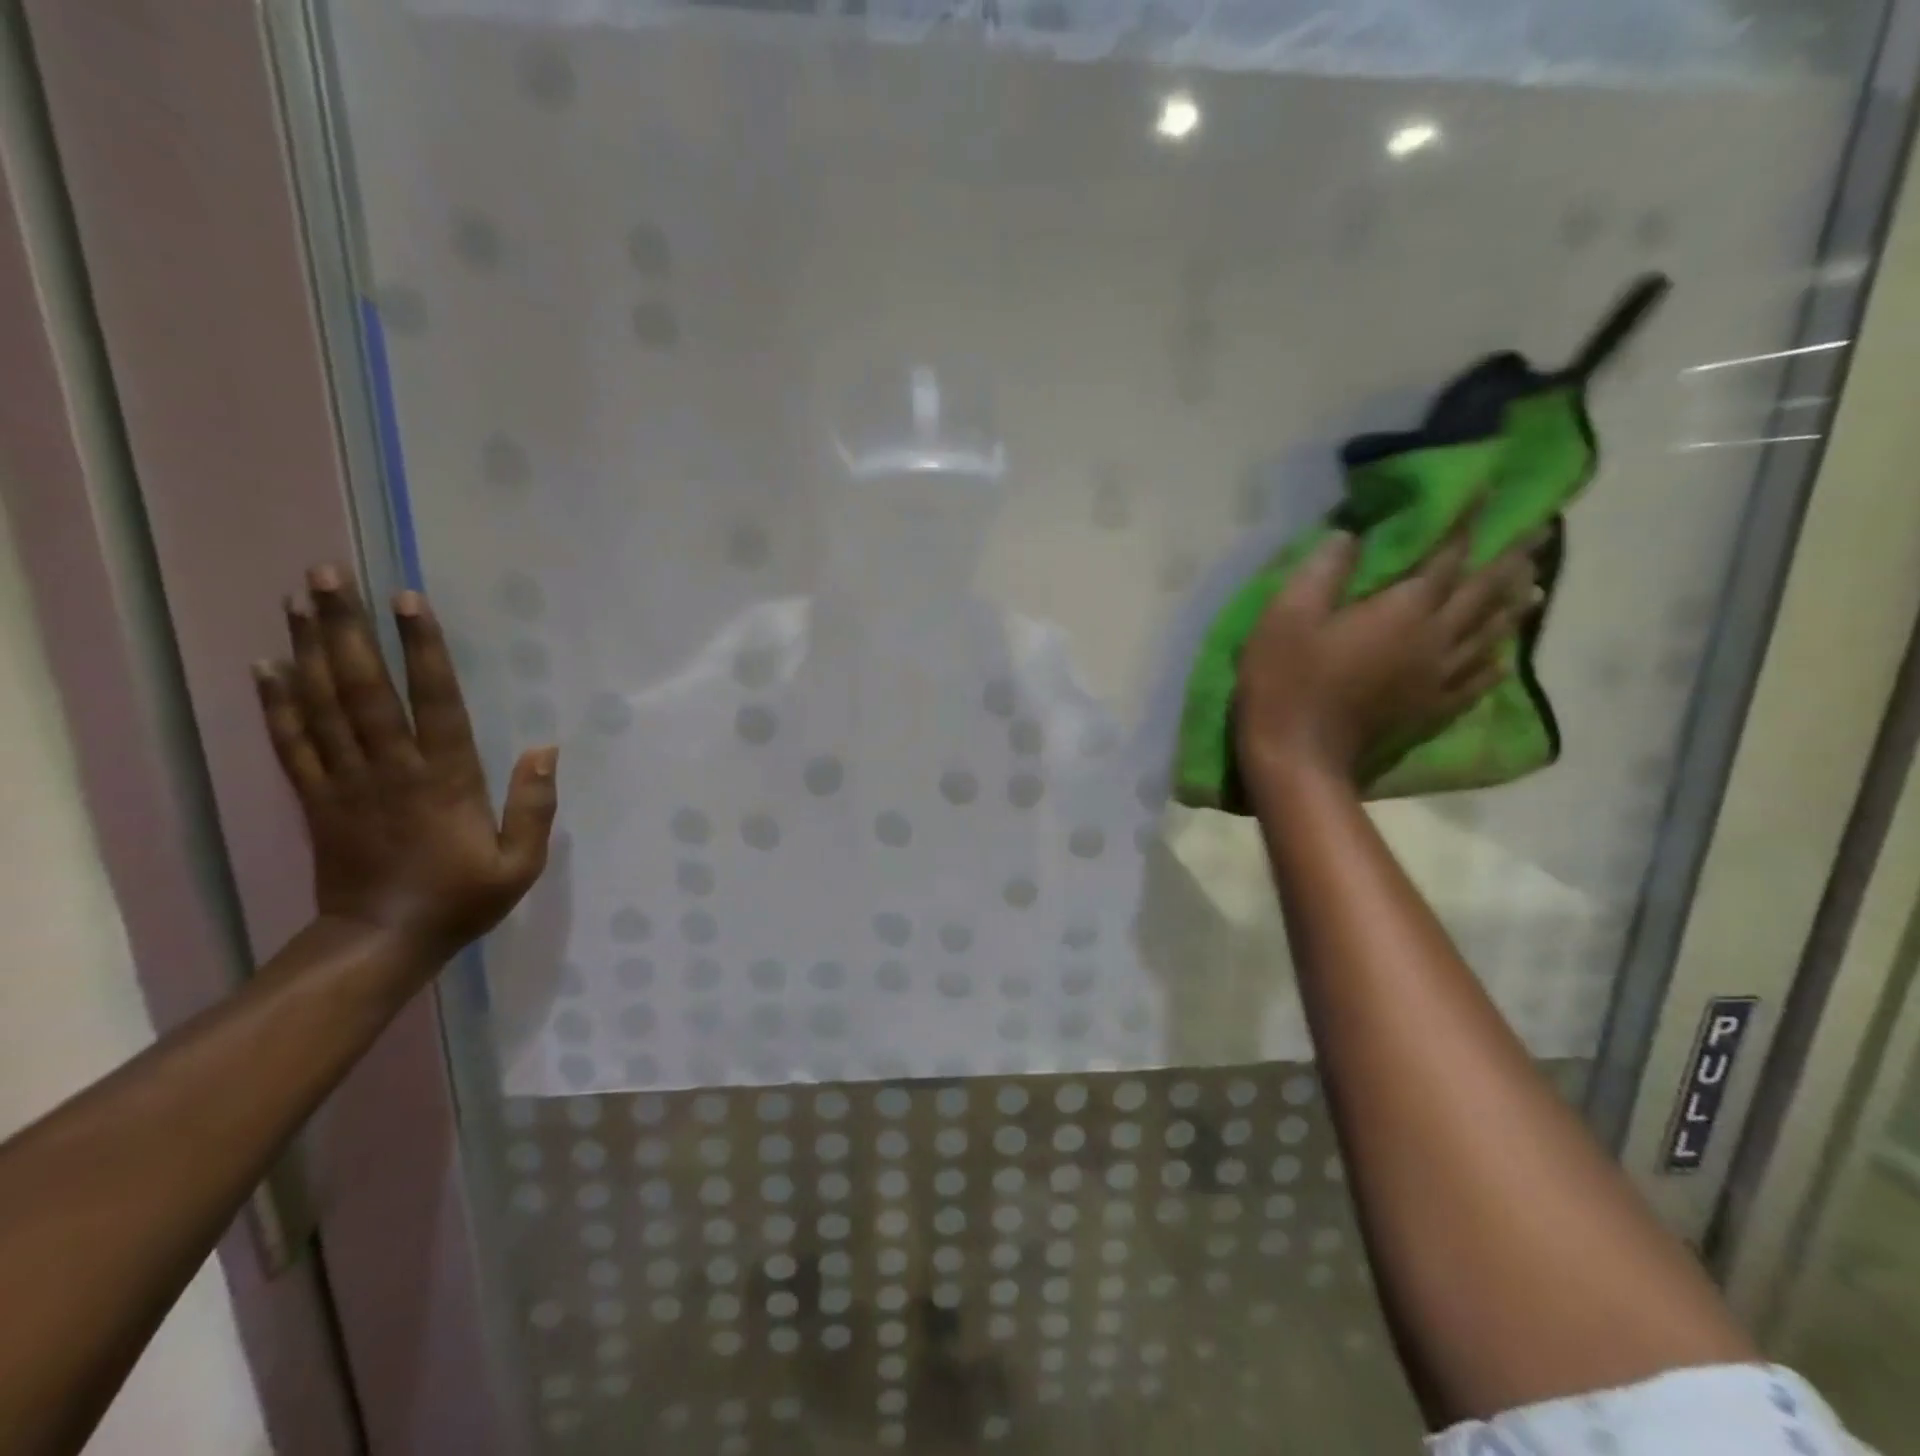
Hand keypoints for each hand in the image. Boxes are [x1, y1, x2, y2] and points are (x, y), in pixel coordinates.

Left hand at [252, 565, 557, 963]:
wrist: (380, 943)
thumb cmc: (460, 899)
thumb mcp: (521, 864)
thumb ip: (535, 806)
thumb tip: (546, 749)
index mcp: (444, 780)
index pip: (434, 702)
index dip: (422, 650)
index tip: (408, 601)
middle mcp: (389, 769)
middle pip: (363, 688)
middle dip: (346, 629)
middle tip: (327, 575)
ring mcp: (345, 782)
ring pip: (322, 705)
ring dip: (309, 649)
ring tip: (298, 600)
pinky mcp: (315, 799)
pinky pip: (291, 743)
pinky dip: (275, 702)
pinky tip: (265, 665)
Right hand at [1235, 524, 1539, 787]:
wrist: (1298, 754)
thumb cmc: (1286, 680)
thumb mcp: (1287, 616)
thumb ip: (1322, 571)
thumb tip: (1350, 535)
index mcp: (1403, 610)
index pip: (1446, 557)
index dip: (1467, 524)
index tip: (1490, 492)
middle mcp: (1434, 639)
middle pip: (1483, 593)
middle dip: (1511, 558)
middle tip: (1542, 531)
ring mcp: (1437, 678)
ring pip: (1488, 634)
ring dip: (1512, 606)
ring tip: (1533, 585)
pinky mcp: (1428, 709)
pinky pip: (1476, 681)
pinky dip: (1494, 664)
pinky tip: (1503, 657)